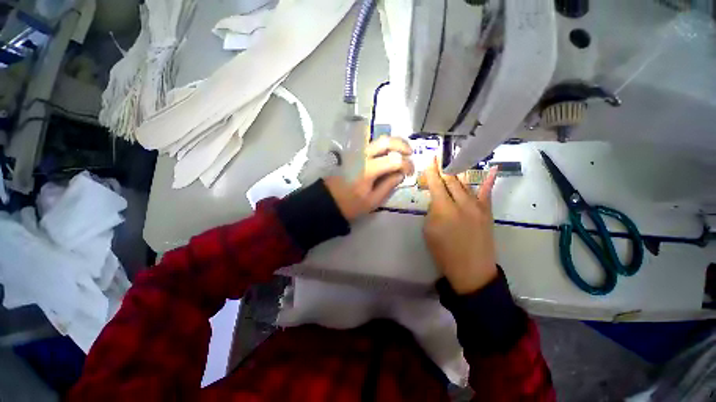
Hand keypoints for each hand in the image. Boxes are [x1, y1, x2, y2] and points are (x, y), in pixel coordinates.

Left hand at [325, 136, 413, 220]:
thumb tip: (400, 174)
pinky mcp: (354, 154)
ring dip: (394, 143)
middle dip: (402, 145)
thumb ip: (388, 185)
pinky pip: (372, 145)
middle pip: (386, 141)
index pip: (394, 159)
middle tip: (410, 154)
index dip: (407, 165)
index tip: (410, 173)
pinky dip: (384, 147)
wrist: (329, 201)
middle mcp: (363, 156)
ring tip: (403, 152)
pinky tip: (389, 154)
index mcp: (369, 169)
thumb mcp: (373, 201)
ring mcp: (357, 153)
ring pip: (378, 140)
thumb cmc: (350, 204)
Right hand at [423, 157, 498, 293]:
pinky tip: (493, 169)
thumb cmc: (444, 252)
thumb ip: (432, 211)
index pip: (436, 184)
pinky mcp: (487, 212)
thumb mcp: (429, 231)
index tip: (430, 158)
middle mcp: (461, 203)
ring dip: (457, 173)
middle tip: (440, 157)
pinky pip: (487, 193)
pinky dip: (489, 180)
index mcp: (443, 209)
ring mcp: (477, 206)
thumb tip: (436, 199)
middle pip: (450, 181)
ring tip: (453, 161)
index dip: (432, 171)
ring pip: (465, 184)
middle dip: (444, 168)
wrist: (471, 270)